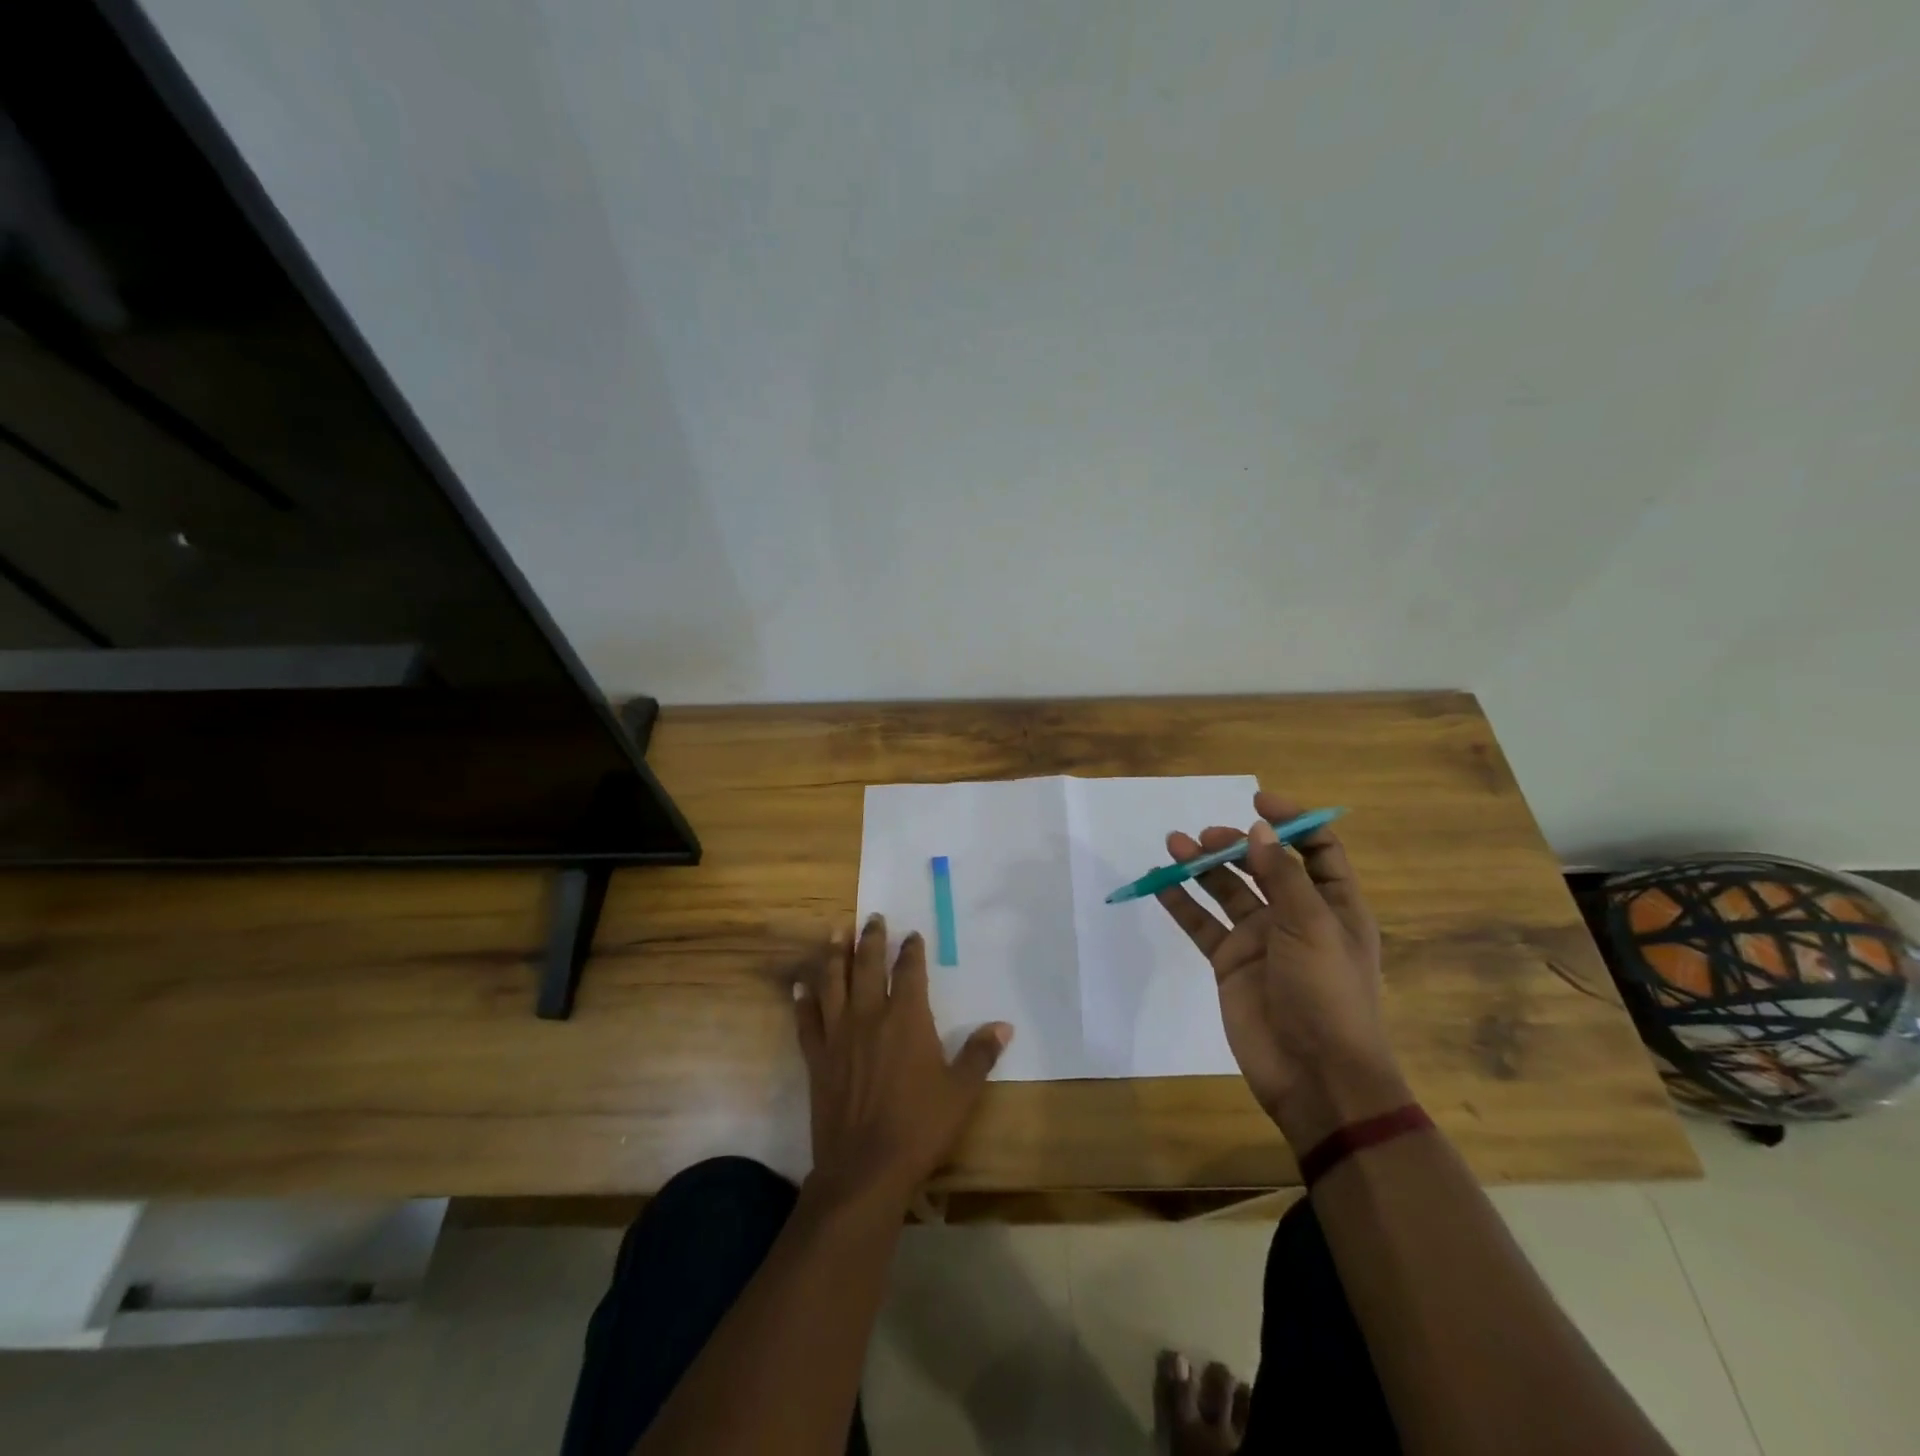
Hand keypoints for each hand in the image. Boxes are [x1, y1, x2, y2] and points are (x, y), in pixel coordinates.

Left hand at [794, 914, 1012, 1209]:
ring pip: (833, 982)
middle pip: (867, 965)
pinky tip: (799, 985)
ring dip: (833, 955)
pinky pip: (806, 1020)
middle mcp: (870, 1016)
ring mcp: (838, 1035)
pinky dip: (803, 1000)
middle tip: (871, 917)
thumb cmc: (919, 1127)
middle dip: (870, 938)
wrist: (865, 1169)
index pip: (909, 971)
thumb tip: (1003, 1026)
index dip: (911, 950)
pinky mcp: (817, 1058)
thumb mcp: (961, 1092)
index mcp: (907, 1019)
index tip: (912, 935)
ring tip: (835, 931)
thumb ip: (980, 1054)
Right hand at [1156, 791, 1408, 1150]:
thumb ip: (1282, 877)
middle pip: (1263, 865)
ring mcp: (1260, 940)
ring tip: (1174, 844)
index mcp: (1334, 906)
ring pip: (1226, 891)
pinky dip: (1181, 903)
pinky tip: (1159, 883)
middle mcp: (1296, 916)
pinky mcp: (1229, 963)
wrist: (1315, 1077)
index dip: (1294, 821)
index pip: (1317, 850)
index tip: (1258, 801)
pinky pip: (1201, 924)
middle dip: (1236, 844)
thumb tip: (1259, 829)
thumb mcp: (1313, 928)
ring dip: (1202, 867)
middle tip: (1206, 837)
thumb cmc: (1328, 995)